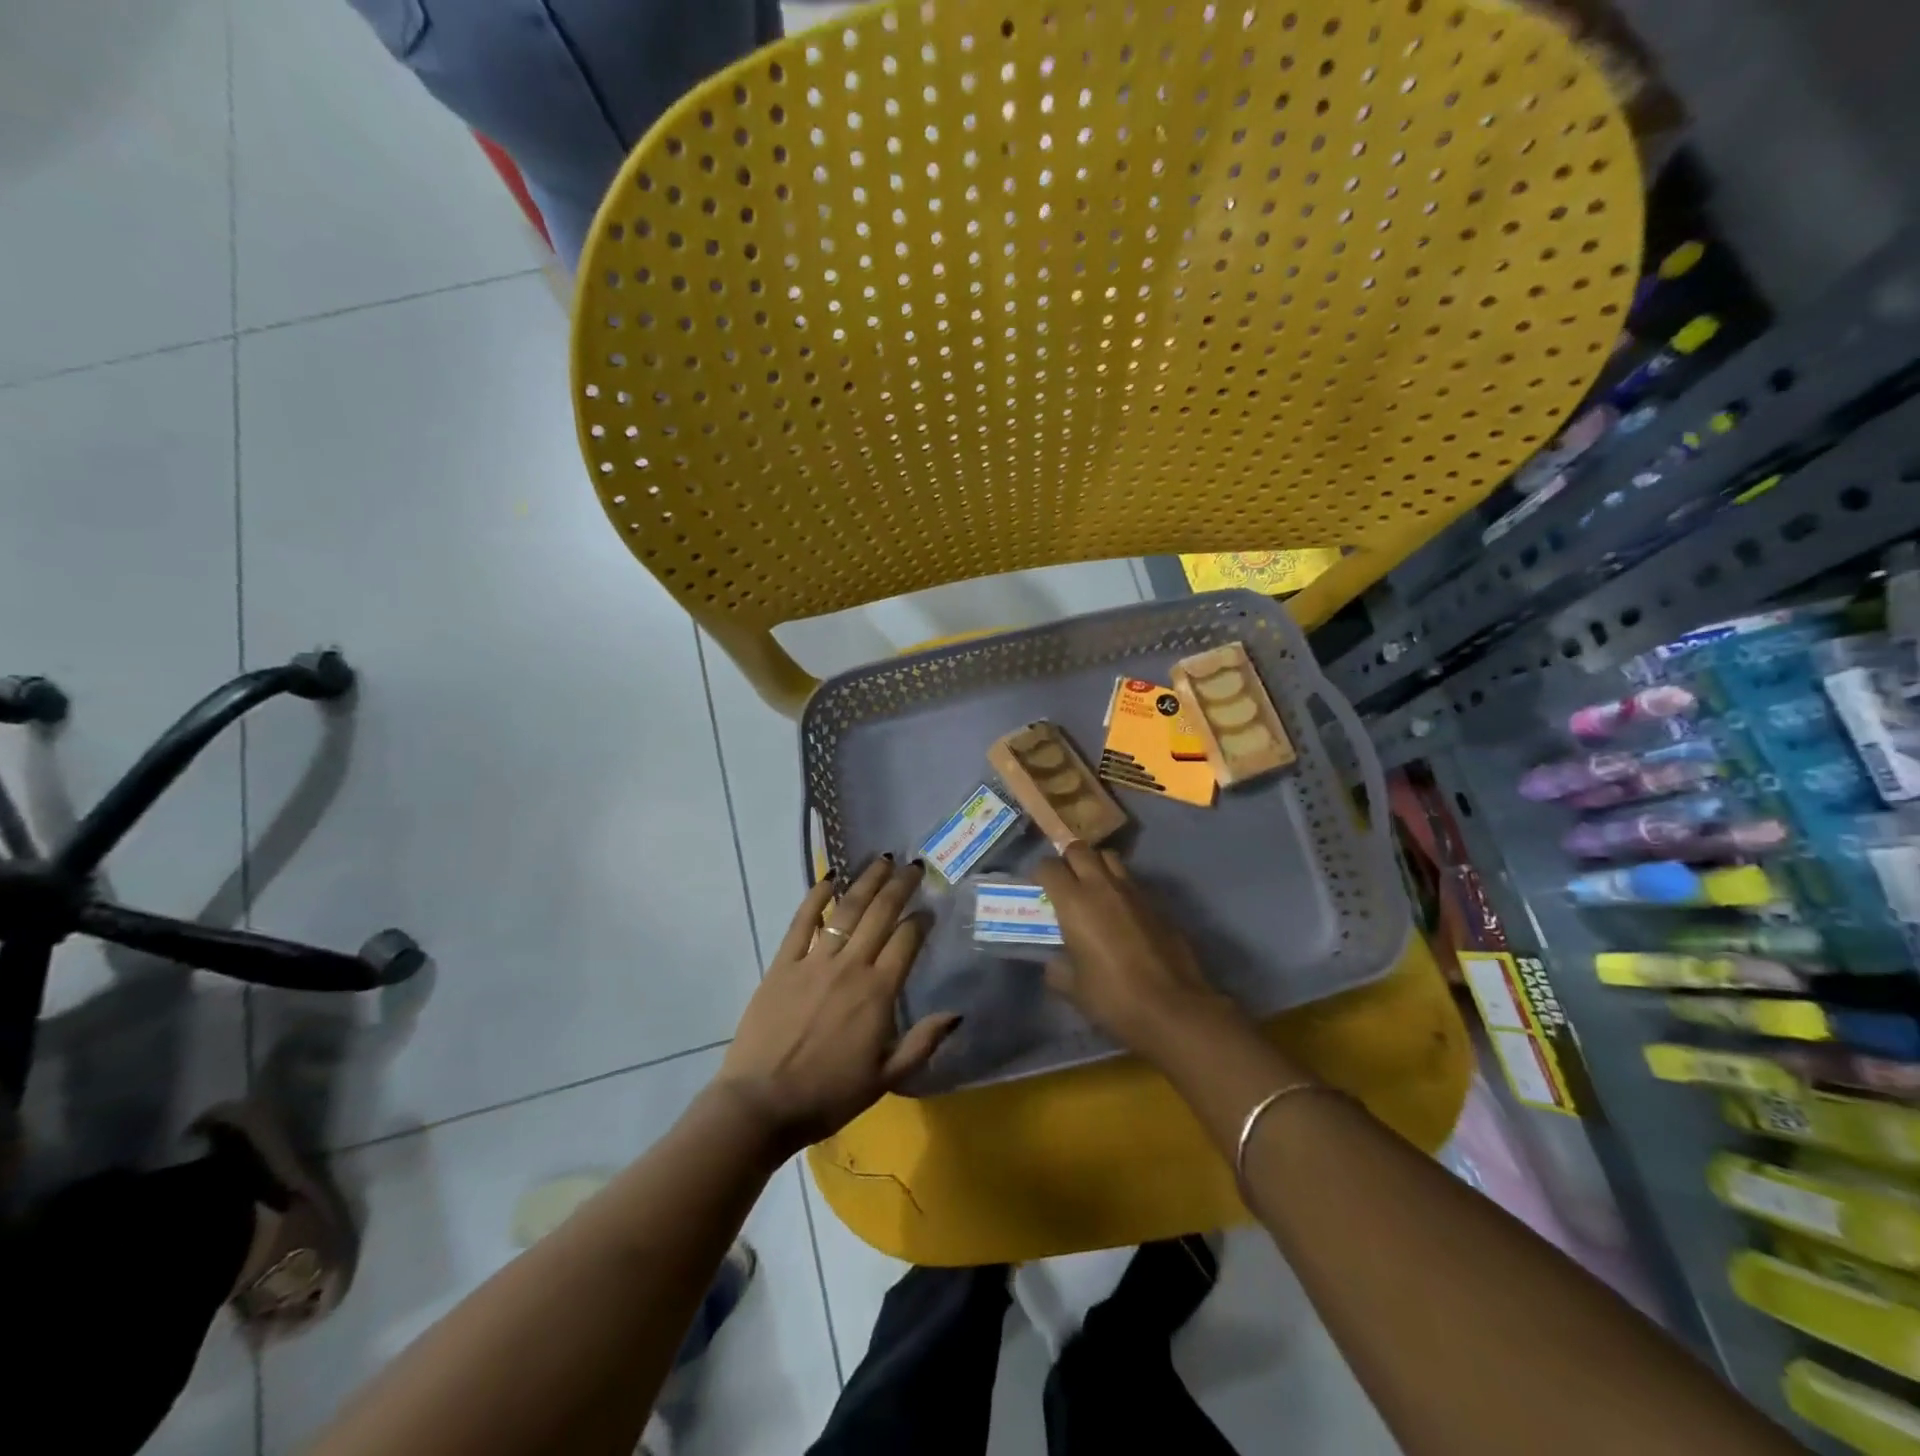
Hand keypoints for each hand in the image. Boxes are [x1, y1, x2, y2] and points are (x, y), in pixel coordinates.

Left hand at [715, 859, 959, 1157]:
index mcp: (878, 992)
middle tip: (914, 865)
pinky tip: (829, 878)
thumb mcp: (886, 1078)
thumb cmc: (828, 1095)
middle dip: (900, 886)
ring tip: (881, 860)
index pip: (907, 941)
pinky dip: (816, 897)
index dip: (921, 920)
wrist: (762, 1104)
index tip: (930, 908)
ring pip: (846, 910)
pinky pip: (802, 922)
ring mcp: (814, 961)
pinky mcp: (783, 964)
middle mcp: (850, 967)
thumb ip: (923, 1043)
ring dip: (866, 881)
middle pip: (880, 914)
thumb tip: (957, 1013)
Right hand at [1035, 843, 1240, 1062]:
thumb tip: (1055, 963)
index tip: (1039, 888)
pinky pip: (1132, 881)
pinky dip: (1121, 887)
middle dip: (1068, 859)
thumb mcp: (1073, 989)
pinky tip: (1121, 912)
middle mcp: (1102, 886)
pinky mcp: (1157, 903)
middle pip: (1080, 849)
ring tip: (1093, 888)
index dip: (1040, 874)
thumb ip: (1058, 969)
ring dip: (1097, 865)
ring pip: (1110, 858)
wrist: (1172, 1008)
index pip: (1049, 867)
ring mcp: (1134, 891)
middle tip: (1065, 881)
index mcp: (1074, 902)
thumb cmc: (1113, 998)